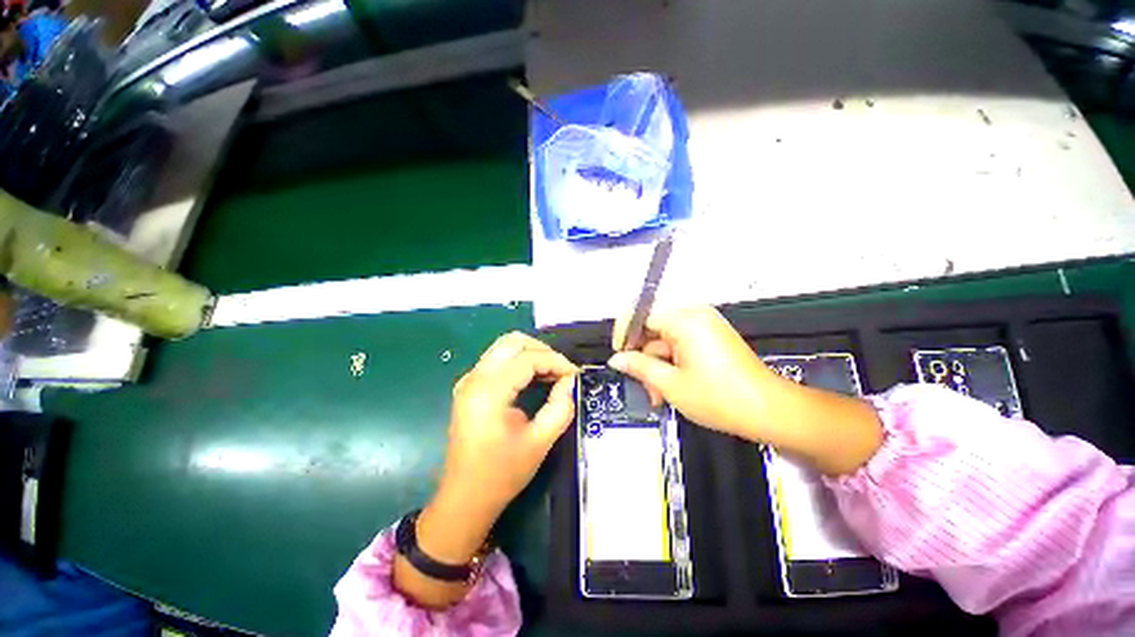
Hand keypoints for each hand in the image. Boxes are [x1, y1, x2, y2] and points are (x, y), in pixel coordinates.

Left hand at [438, 332, 576, 521]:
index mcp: (488, 391)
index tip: (575, 375)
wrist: (464, 498)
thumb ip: (560, 408)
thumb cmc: (501, 474)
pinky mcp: (469, 387)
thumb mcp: (539, 442)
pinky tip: (534, 379)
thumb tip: (570, 382)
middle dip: (542, 350)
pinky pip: (497, 361)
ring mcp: (469, 381)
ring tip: (552, 375)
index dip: (556, 362)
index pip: (528, 359)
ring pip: (504, 348)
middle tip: (561, 371)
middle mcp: (474, 378)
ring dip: (531, 354)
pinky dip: (519, 362)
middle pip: (512, 342)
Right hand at [609, 306, 781, 440]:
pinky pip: (679, 342)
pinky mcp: (710, 336)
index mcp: (684, 320)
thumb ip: (638, 367)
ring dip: (657, 364)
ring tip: (659, 394)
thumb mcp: (670, 384)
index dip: (624, 333)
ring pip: (664, 338)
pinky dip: (671, 362)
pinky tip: (671, 385)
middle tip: (642, 384)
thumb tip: (617, 359)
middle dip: (643, 356)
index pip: (640, 313)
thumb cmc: (721, 398)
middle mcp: (694, 315)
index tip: (619, 355)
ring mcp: (704, 325)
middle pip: (652, 326)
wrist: (769, 411)